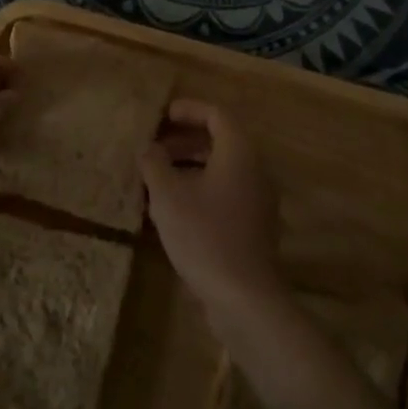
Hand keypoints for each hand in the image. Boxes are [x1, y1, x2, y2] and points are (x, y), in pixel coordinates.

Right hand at [141, 100, 286, 322]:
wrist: (244, 298)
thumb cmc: (204, 235)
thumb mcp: (168, 195)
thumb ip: (155, 163)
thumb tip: (149, 148)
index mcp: (239, 153)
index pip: (217, 115)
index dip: (188, 110)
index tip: (162, 115)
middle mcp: (255, 170)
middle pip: (221, 141)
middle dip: (185, 139)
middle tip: (154, 146)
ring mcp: (258, 200)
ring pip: (222, 169)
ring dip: (190, 166)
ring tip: (157, 177)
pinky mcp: (254, 227)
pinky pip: (226, 193)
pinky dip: (201, 189)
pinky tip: (174, 209)